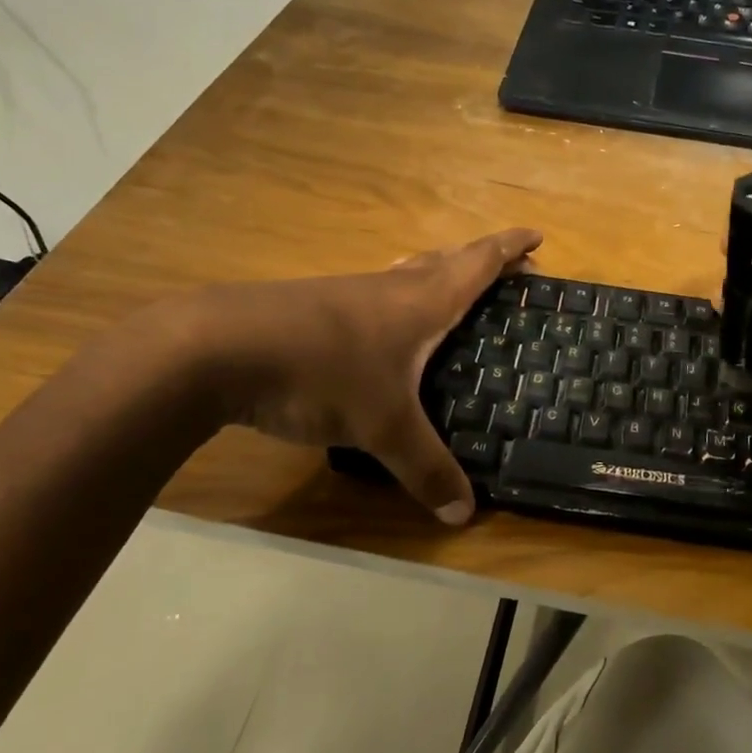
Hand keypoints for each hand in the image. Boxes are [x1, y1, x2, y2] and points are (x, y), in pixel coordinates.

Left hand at [184, 227, 541, 522]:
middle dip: (481, 261)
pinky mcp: (311, 310)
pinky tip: (383, 331)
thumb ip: (425, 469)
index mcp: (420, 303)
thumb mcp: (382, 428)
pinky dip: (396, 301)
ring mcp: (345, 295)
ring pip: (405, 275)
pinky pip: (373, 297)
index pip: (477, 264)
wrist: (213, 348)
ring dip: (436, 275)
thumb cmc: (320, 373)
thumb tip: (464, 516)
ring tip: (452, 294)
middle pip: (445, 261)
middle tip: (510, 270)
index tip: (538, 236)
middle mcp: (388, 289)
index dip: (510, 248)